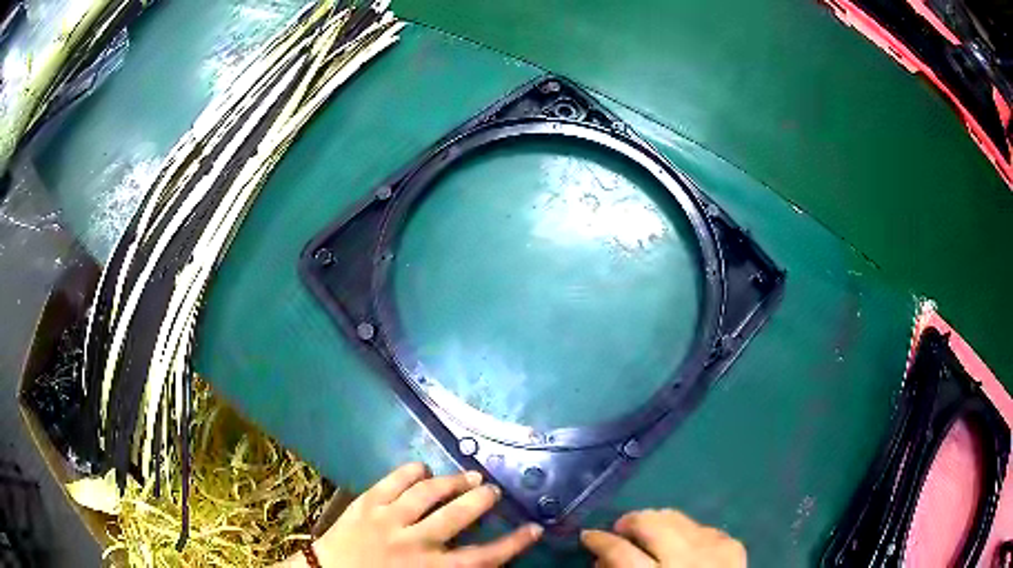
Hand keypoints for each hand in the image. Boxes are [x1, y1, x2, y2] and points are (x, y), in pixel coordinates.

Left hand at [307, 462, 542, 566]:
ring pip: (428, 493)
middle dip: (481, 500)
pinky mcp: (365, 503)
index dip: (513, 543)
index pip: (484, 557)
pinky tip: (423, 467)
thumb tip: (480, 558)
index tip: (534, 528)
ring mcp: (388, 519)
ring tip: (469, 475)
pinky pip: (392, 481)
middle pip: (458, 515)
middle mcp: (415, 542)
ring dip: (453, 482)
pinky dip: (411, 471)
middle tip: (493, 490)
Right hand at [582, 509, 745, 566]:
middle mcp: (685, 561)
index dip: (599, 540)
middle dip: (630, 521)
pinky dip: (688, 531)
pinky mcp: (733, 546)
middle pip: (651, 524)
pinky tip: (682, 542)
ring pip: (678, 518)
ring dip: (658, 521)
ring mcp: (713, 550)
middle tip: (619, 528)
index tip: (588, 535)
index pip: (620, 552)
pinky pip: (704, 527)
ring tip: (648, 529)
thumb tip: (602, 559)